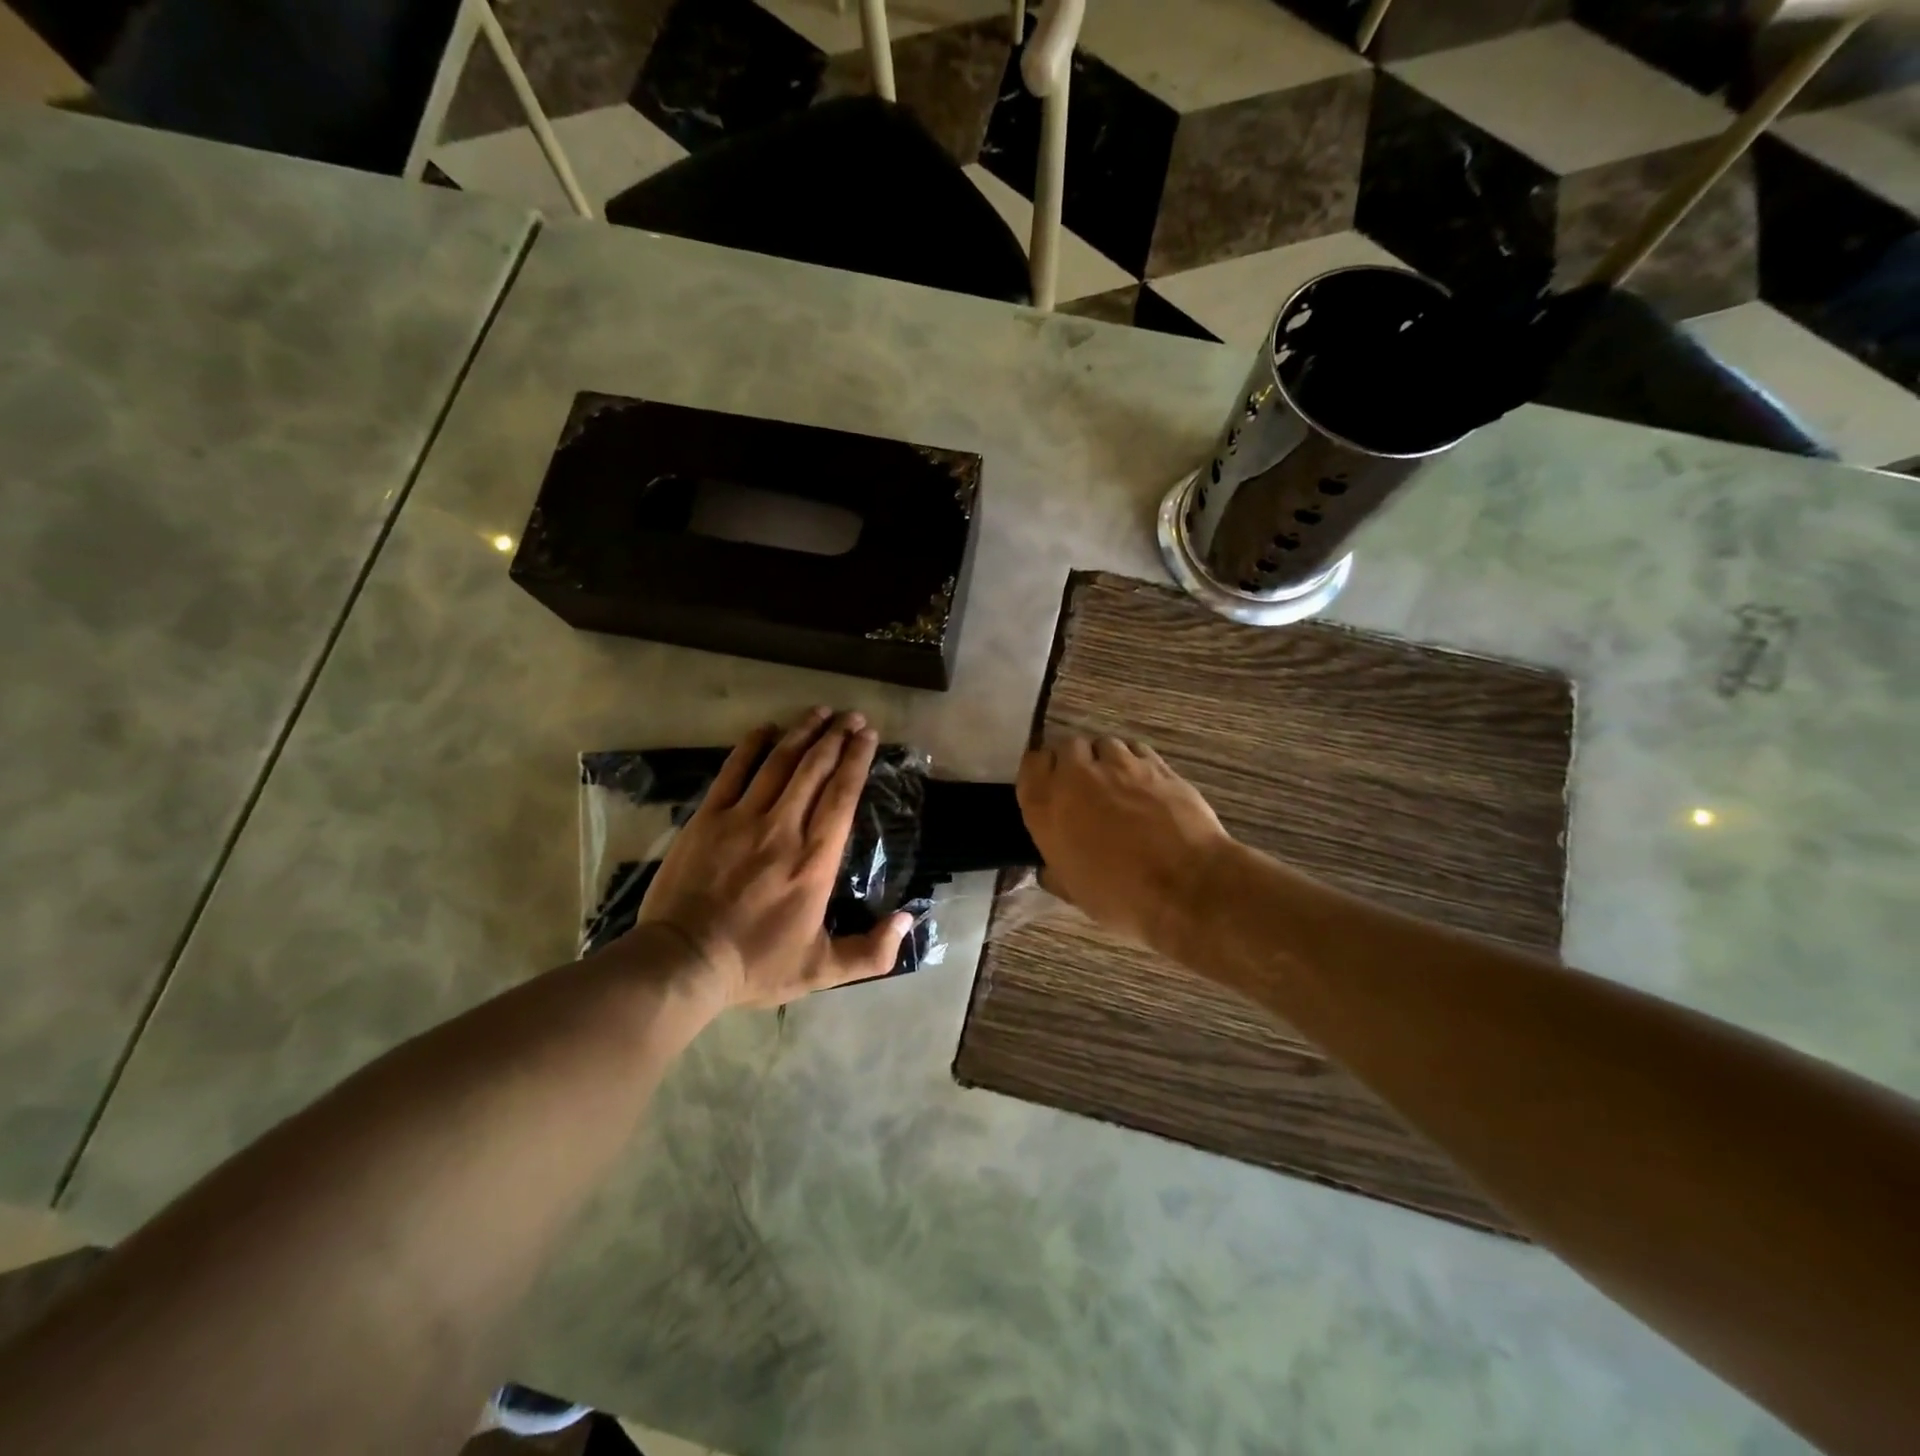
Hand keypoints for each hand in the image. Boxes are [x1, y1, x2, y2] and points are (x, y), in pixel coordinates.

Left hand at [632, 708, 911, 1008]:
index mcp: (815, 861)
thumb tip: (908, 918)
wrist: (683, 963)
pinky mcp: (708, 818)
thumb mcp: (822, 969)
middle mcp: (784, 829)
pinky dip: (752, 746)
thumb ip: (872, 951)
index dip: (857, 760)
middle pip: (815, 769)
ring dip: (802, 732)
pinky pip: (734, 771)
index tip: (868, 735)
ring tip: (820, 712)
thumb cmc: (755, 965)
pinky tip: (766, 729)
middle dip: (836, 737)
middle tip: (851, 717)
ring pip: (780, 763)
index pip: (842, 796)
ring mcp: (742, 819)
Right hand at [1016, 735, 1232, 949]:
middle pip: (1067, 746)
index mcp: (1047, 806)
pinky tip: (1142, 782)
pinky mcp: (1155, 764)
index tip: (1050, 786)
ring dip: (1104, 759)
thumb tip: (1050, 868)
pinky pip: (1135, 749)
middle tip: (1084, 786)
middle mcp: (1077, 776)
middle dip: (1074, 761)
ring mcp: (1119, 765)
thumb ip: (1055, 871)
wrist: (1185, 886)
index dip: (1041, 772)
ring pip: (1103, 743)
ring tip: (1116, 782)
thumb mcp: (1073, 892)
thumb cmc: (1120, 896)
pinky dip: (1134, 760)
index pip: (1031, 764)